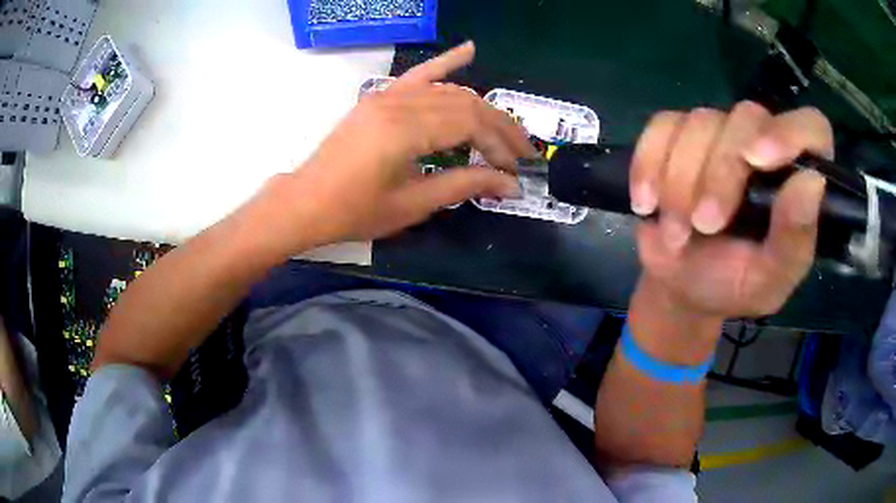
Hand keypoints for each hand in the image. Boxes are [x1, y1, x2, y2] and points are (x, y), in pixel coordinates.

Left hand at [275, 42, 534, 245]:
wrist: (306, 202)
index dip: (499, 145)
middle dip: (499, 128)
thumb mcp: (412, 204)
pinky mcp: (379, 98)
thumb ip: (463, 186)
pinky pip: (417, 74)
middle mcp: (399, 103)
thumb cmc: (354, 211)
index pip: (470, 125)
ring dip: (481, 107)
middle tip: (523, 151)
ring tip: (505, 128)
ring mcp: (387, 95)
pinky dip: (445, 62)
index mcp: (405, 130)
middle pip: (465, 104)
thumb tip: (508, 185)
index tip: (516, 170)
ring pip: (448, 91)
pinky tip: (469, 50)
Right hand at [629, 102, 832, 319]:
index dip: (790, 132)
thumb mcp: (769, 280)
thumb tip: (812, 182)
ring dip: (681, 181)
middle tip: (705, 224)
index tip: (757, 159)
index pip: (811, 128)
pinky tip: (647, 202)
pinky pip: (660, 127)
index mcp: (795, 178)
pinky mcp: (677, 134)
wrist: (682, 284)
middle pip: (746, 117)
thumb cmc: (733, 285)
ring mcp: (718, 133)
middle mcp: (762, 144)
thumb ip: (794, 239)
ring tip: (676, 233)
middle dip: (720, 172)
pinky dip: (648, 164)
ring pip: (700, 122)